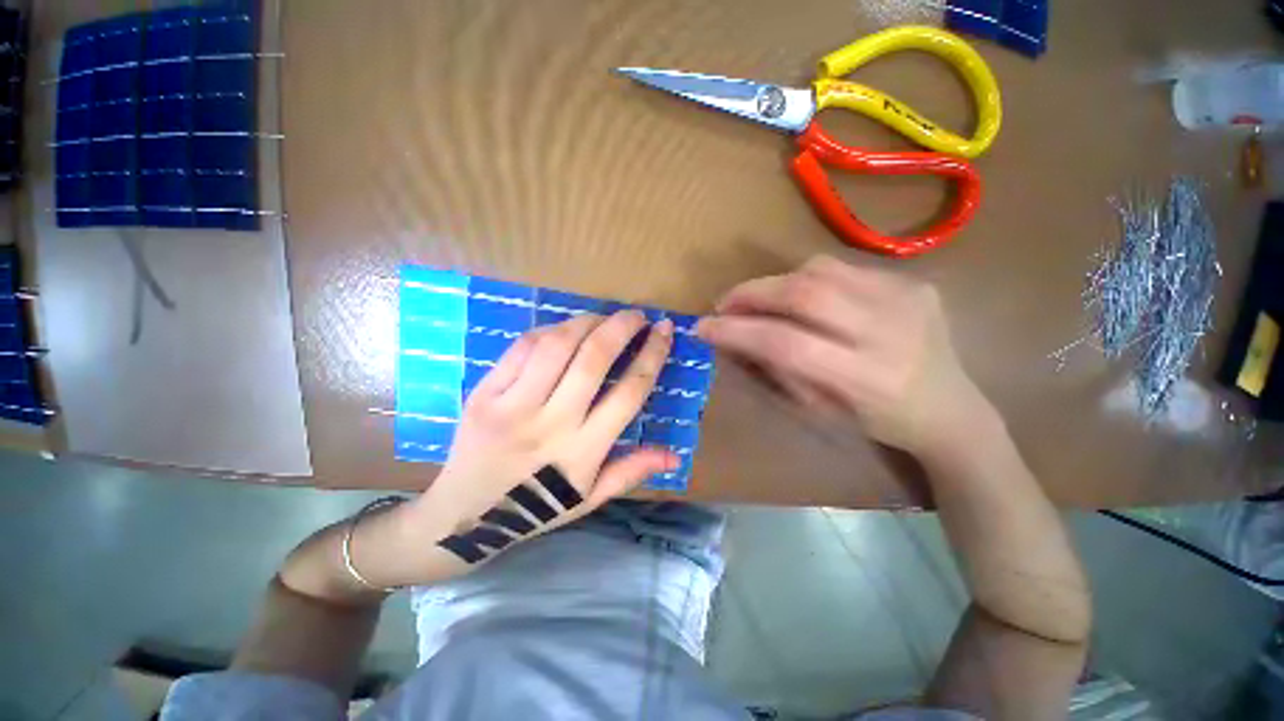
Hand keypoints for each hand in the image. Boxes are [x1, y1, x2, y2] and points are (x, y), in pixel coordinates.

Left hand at [414, 310, 677, 542]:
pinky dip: (549, 330)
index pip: (629, 392)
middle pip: (594, 359)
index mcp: (582, 451)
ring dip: (586, 322)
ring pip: (557, 345)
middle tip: (637, 314)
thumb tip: (675, 456)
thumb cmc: (535, 508)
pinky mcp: (484, 393)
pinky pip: (522, 348)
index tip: (665, 330)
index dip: (652, 355)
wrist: (463, 515)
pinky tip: (563, 329)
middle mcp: (551, 423)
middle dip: (622, 327)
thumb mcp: (589, 499)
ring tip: (602, 318)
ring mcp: (513, 405)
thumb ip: (631, 472)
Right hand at [696, 256, 995, 461]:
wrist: (952, 410)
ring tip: (762, 300)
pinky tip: (804, 298)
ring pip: (820, 270)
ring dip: (777, 282)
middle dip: (751, 293)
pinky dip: (809, 280)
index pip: (785, 343)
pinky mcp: (914, 282)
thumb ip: (776, 369)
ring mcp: (906, 298)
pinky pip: (844, 268)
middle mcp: (889, 329)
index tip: (703, 326)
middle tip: (725, 303)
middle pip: (804, 293)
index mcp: (865, 377)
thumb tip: (736, 337)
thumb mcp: (819, 409)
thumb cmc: (877, 422)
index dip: (737, 330)